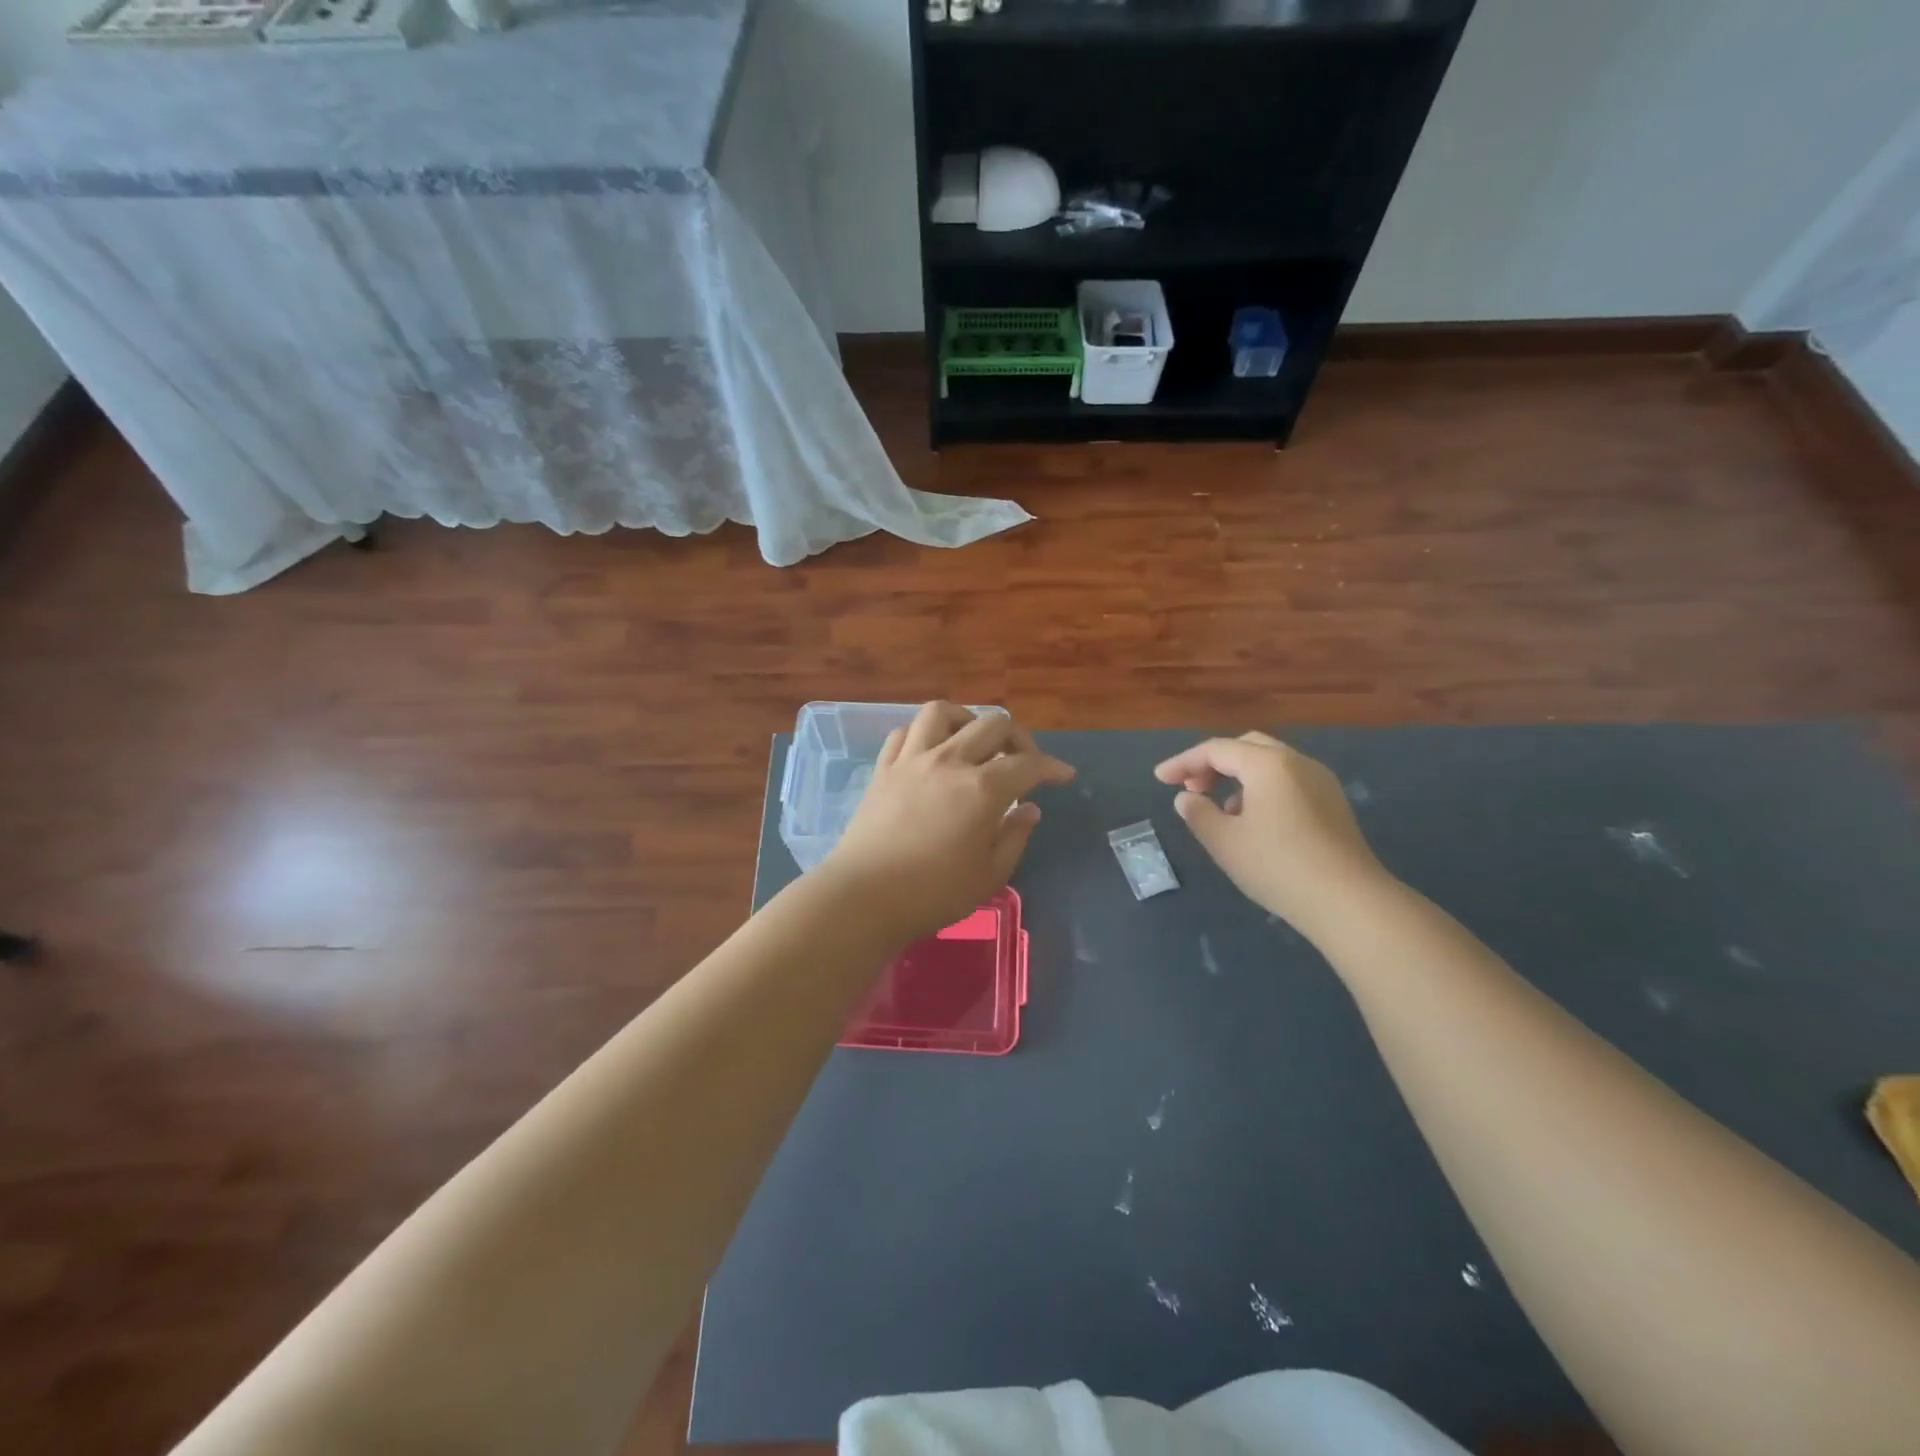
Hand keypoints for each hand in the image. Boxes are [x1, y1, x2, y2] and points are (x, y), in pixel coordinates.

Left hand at [821, 702, 1076, 945]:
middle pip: (992, 725)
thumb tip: (1029, 808)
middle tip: (1023, 762)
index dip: (1052, 766)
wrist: (864, 897)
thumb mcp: (989, 875)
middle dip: (1018, 738)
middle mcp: (950, 761)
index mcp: (983, 788)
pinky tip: (932, 751)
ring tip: (974, 742)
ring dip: (966, 719)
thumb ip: (1014, 836)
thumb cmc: (933, 893)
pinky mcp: (883, 769)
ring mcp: (912, 760)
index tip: (1064, 776)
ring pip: (943, 712)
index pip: (1028, 763)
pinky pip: (905, 732)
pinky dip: (925, 733)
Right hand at [1154, 732, 1389, 939]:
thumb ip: (1198, 814)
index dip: (1183, 762)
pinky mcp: (1333, 804)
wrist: (1349, 902)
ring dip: (1238, 777)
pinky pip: (1288, 781)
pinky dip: (1261, 789)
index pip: (1216, 750)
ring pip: (1269, 764)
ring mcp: (1320, 782)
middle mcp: (1297, 762)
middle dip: (1213, 763)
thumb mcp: (1224, 842)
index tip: (1159, 779)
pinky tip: (1253, 822)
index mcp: (1268, 764)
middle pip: (1246, 747)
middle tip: (1191, 788)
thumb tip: (1186, 799)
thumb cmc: (1278, 866)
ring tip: (1219, 810)